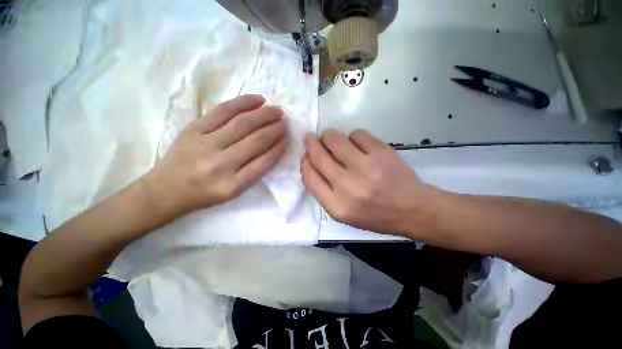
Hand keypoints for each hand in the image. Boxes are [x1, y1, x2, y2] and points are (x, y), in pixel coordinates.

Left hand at [143, 95, 285, 218]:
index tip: (287, 138)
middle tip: (285, 121)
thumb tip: (274, 147)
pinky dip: (243, 103)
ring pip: (243, 123)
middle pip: (256, 140)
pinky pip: (222, 111)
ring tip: (276, 110)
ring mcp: (205, 144)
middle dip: (275, 128)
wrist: (166, 189)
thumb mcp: (234, 191)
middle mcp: (221, 165)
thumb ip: (255, 172)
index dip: (278, 148)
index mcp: (233, 185)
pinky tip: (257, 100)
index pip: (264, 162)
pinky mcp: (193, 129)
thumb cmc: (205, 193)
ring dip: (264, 114)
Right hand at [301, 129, 437, 236]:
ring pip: (335, 139)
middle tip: (311, 138)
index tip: (306, 154)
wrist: (412, 210)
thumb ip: (323, 190)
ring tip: (333, 140)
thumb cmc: (374, 214)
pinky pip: (357, 134)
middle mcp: (348, 187)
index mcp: (336, 206)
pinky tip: (358, 145)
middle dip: (311, 143)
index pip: (309, 177)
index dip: (305, 162)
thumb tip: (311, 162)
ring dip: (329, 136)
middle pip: (318, 155)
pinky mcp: (382, 153)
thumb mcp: (343, 213)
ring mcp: (366, 168)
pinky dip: (353, 137)